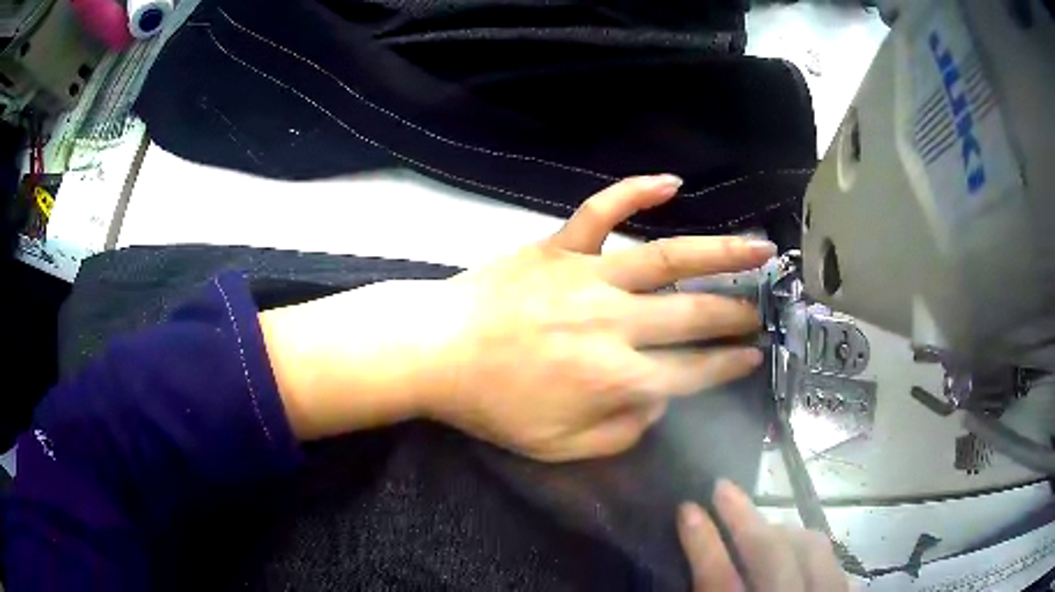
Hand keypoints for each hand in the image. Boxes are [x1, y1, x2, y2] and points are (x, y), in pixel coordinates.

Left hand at [419, 175, 773, 460]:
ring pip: (667, 258)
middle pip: (693, 316)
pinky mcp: (559, 248)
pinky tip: (672, 181)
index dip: (728, 365)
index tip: (753, 356)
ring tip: (759, 247)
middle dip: (736, 314)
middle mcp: (613, 323)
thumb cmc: (492, 405)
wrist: (434, 353)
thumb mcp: (558, 447)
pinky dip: (635, 191)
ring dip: (720, 253)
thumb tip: (658, 404)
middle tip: (764, 309)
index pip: (691, 372)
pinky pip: (601, 211)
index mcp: (614, 378)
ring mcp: (587, 277)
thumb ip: (619, 434)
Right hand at [678, 480, 848, 591]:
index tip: (687, 507)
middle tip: (722, 488)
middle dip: (745, 516)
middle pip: (772, 552)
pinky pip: (836, 562)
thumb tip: (694, 550)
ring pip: (813, 547)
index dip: (702, 541)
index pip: (719, 578)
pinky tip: (799, 549)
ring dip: (784, 530)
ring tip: (762, 524)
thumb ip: (707, 588)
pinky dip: (814, 551)